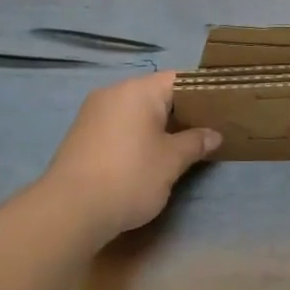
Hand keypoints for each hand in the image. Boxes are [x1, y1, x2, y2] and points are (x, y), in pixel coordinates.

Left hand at [38, 72, 220, 242]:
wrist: (70, 210)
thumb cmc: (130, 177)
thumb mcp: (171, 161)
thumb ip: (195, 142)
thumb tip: (213, 134)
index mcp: (138, 90)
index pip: (179, 79)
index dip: (202, 93)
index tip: (220, 111)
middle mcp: (113, 93)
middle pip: (156, 94)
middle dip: (181, 112)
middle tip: (205, 132)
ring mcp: (93, 113)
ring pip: (136, 111)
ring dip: (158, 126)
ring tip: (180, 147)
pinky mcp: (82, 134)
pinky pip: (119, 125)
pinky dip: (137, 135)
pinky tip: (148, 157)